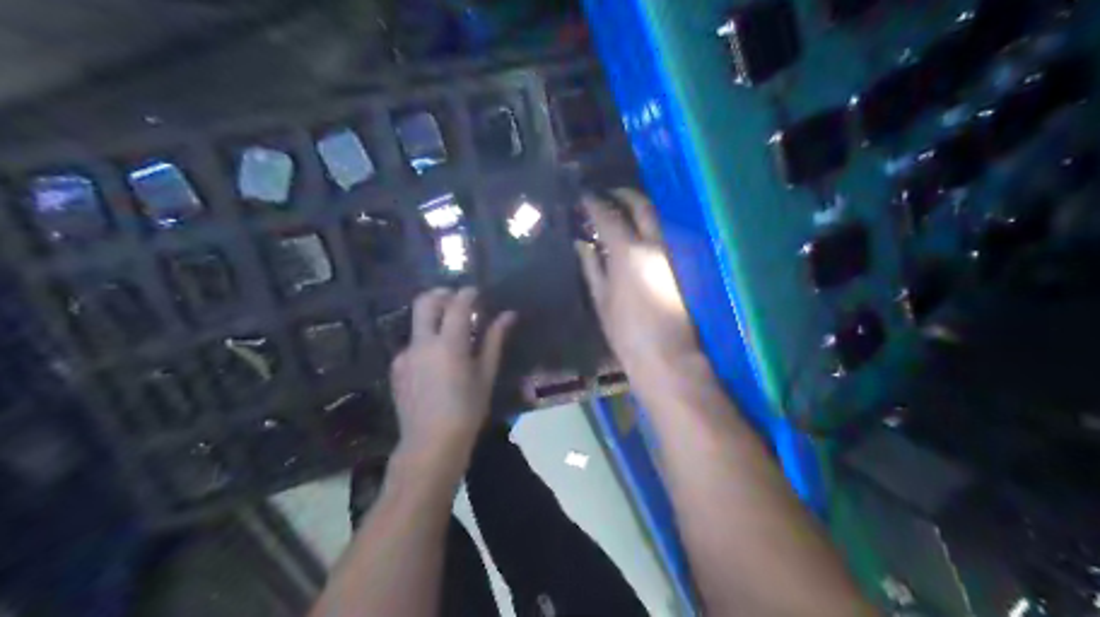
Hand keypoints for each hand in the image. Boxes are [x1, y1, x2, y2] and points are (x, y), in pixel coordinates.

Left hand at [391, 289, 516, 462]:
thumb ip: (494, 341)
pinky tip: (437, 361)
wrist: (430, 444)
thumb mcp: (486, 375)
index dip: (468, 293)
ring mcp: (405, 354)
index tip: (477, 292)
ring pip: (417, 323)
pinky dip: (426, 342)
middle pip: (425, 301)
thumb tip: (508, 315)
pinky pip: (412, 344)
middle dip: (442, 294)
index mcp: (448, 344)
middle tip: (457, 300)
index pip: (457, 304)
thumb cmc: (467, 411)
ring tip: (450, 335)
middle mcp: (422, 343)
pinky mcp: (396, 368)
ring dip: (433, 319)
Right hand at [578, 187, 698, 380]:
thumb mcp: (601, 299)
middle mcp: (652, 244)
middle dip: (624, 194)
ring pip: (654, 219)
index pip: (608, 215)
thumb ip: (591, 267)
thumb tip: (581, 243)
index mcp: (627, 251)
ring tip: (617, 210)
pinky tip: (632, 234)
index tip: (582, 196)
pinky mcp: (677, 265)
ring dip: (637, 208)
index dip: (593, 203)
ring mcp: (668, 253)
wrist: (666, 355)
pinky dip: (645, 227)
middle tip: (606, 193)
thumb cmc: (626, 331)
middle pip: (641, 205)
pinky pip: (660, 235)